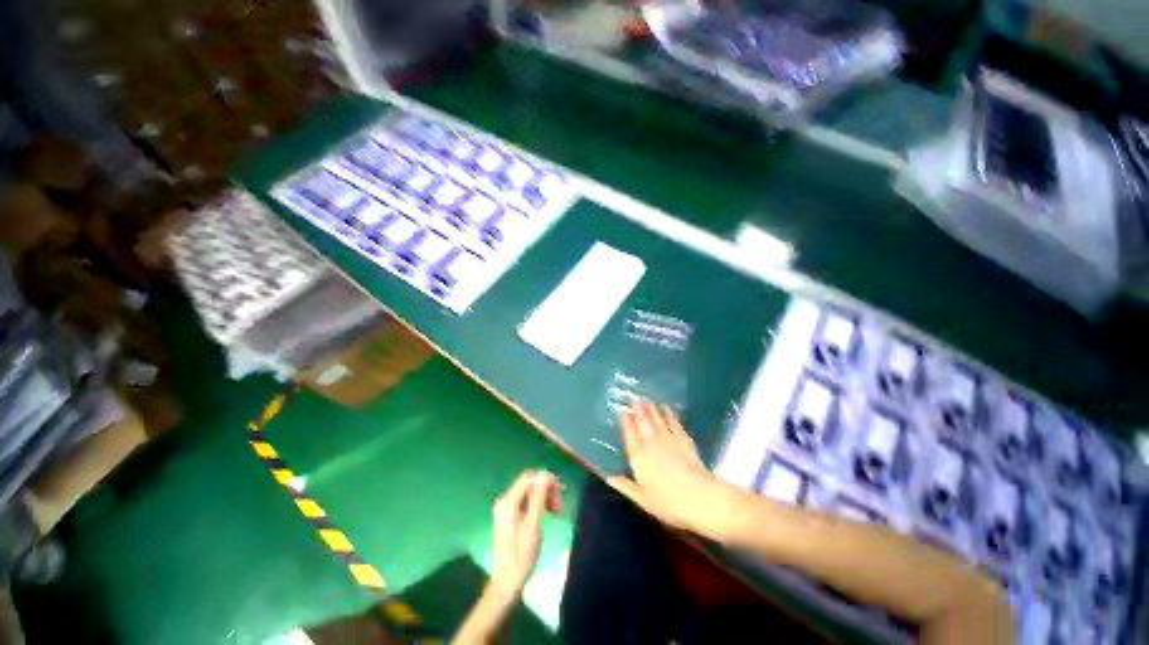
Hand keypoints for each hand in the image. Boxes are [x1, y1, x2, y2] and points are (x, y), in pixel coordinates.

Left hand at [490, 470, 563, 594]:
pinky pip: (527, 503)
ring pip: (530, 494)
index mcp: (508, 501)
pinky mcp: (510, 517)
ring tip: (558, 512)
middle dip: (547, 491)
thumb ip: (539, 497)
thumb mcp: (533, 525)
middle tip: (561, 506)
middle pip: (529, 485)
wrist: (507, 582)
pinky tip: (548, 516)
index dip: (546, 479)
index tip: (561, 489)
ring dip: (545, 499)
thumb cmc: (521, 555)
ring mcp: (506, 509)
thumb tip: (545, 474)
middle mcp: (505, 501)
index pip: (528, 478)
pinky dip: (539, 506)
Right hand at [608, 399, 733, 538]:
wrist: (700, 498)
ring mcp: (669, 440)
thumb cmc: (669, 503)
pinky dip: (670, 415)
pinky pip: (675, 424)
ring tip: (646, 398)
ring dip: (651, 409)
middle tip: (634, 397)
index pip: (630, 435)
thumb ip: (626, 487)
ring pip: (657, 420)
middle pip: (643, 423)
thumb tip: (608, 477)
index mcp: (639, 458)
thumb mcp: (643, 500)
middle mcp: (652, 444)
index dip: (625, 422)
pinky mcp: (684, 441)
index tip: (621, 411)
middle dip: (638, 410)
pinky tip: (667, 408)